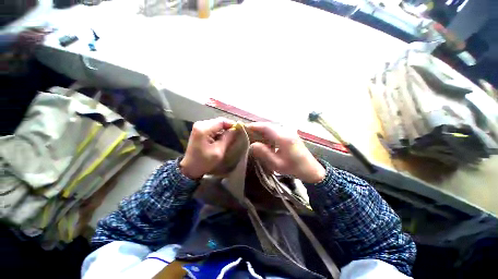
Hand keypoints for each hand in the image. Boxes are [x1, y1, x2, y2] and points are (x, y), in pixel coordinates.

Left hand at [180, 117, 235, 178]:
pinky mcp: (198, 130)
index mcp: (203, 128)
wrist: (189, 168)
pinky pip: (211, 128)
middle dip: (227, 128)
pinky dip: (217, 133)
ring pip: (216, 124)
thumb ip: (228, 138)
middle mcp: (200, 124)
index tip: (240, 131)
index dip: (232, 125)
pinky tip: (221, 140)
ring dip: (223, 131)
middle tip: (236, 136)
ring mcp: (198, 126)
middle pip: (218, 122)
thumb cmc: (203, 162)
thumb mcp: (218, 151)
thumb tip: (236, 130)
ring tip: (229, 139)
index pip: (222, 121)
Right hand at [247, 122, 325, 183]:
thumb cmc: (294, 168)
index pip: (265, 127)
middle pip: (268, 125)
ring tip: (252, 138)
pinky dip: (269, 135)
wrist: (311, 170)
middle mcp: (286, 131)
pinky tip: (264, 142)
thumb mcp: (277, 164)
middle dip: (256, 128)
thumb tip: (252, 145)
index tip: (242, 128)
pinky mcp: (291, 136)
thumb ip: (264, 153)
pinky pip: (277, 132)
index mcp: (283, 137)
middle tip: (245, 134)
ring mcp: (290, 132)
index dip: (253, 126)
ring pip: (272, 128)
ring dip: (263, 132)